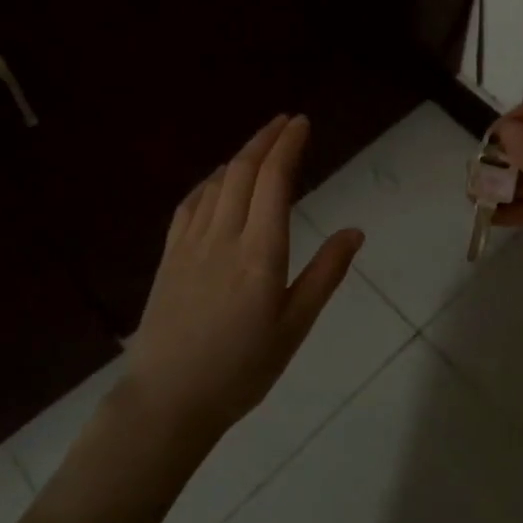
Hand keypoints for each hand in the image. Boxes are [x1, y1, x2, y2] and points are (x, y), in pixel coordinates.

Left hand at [122, 114, 361, 438]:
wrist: (168, 400)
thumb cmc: (241, 370)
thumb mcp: (294, 327)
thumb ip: (325, 275)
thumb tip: (355, 231)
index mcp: (260, 252)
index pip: (274, 180)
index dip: (288, 145)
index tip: (301, 123)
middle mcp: (224, 236)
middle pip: (244, 171)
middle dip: (266, 139)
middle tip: (285, 122)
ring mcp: (191, 244)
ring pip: (217, 183)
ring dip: (240, 156)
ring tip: (260, 146)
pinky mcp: (169, 256)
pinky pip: (190, 204)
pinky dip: (209, 182)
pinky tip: (217, 182)